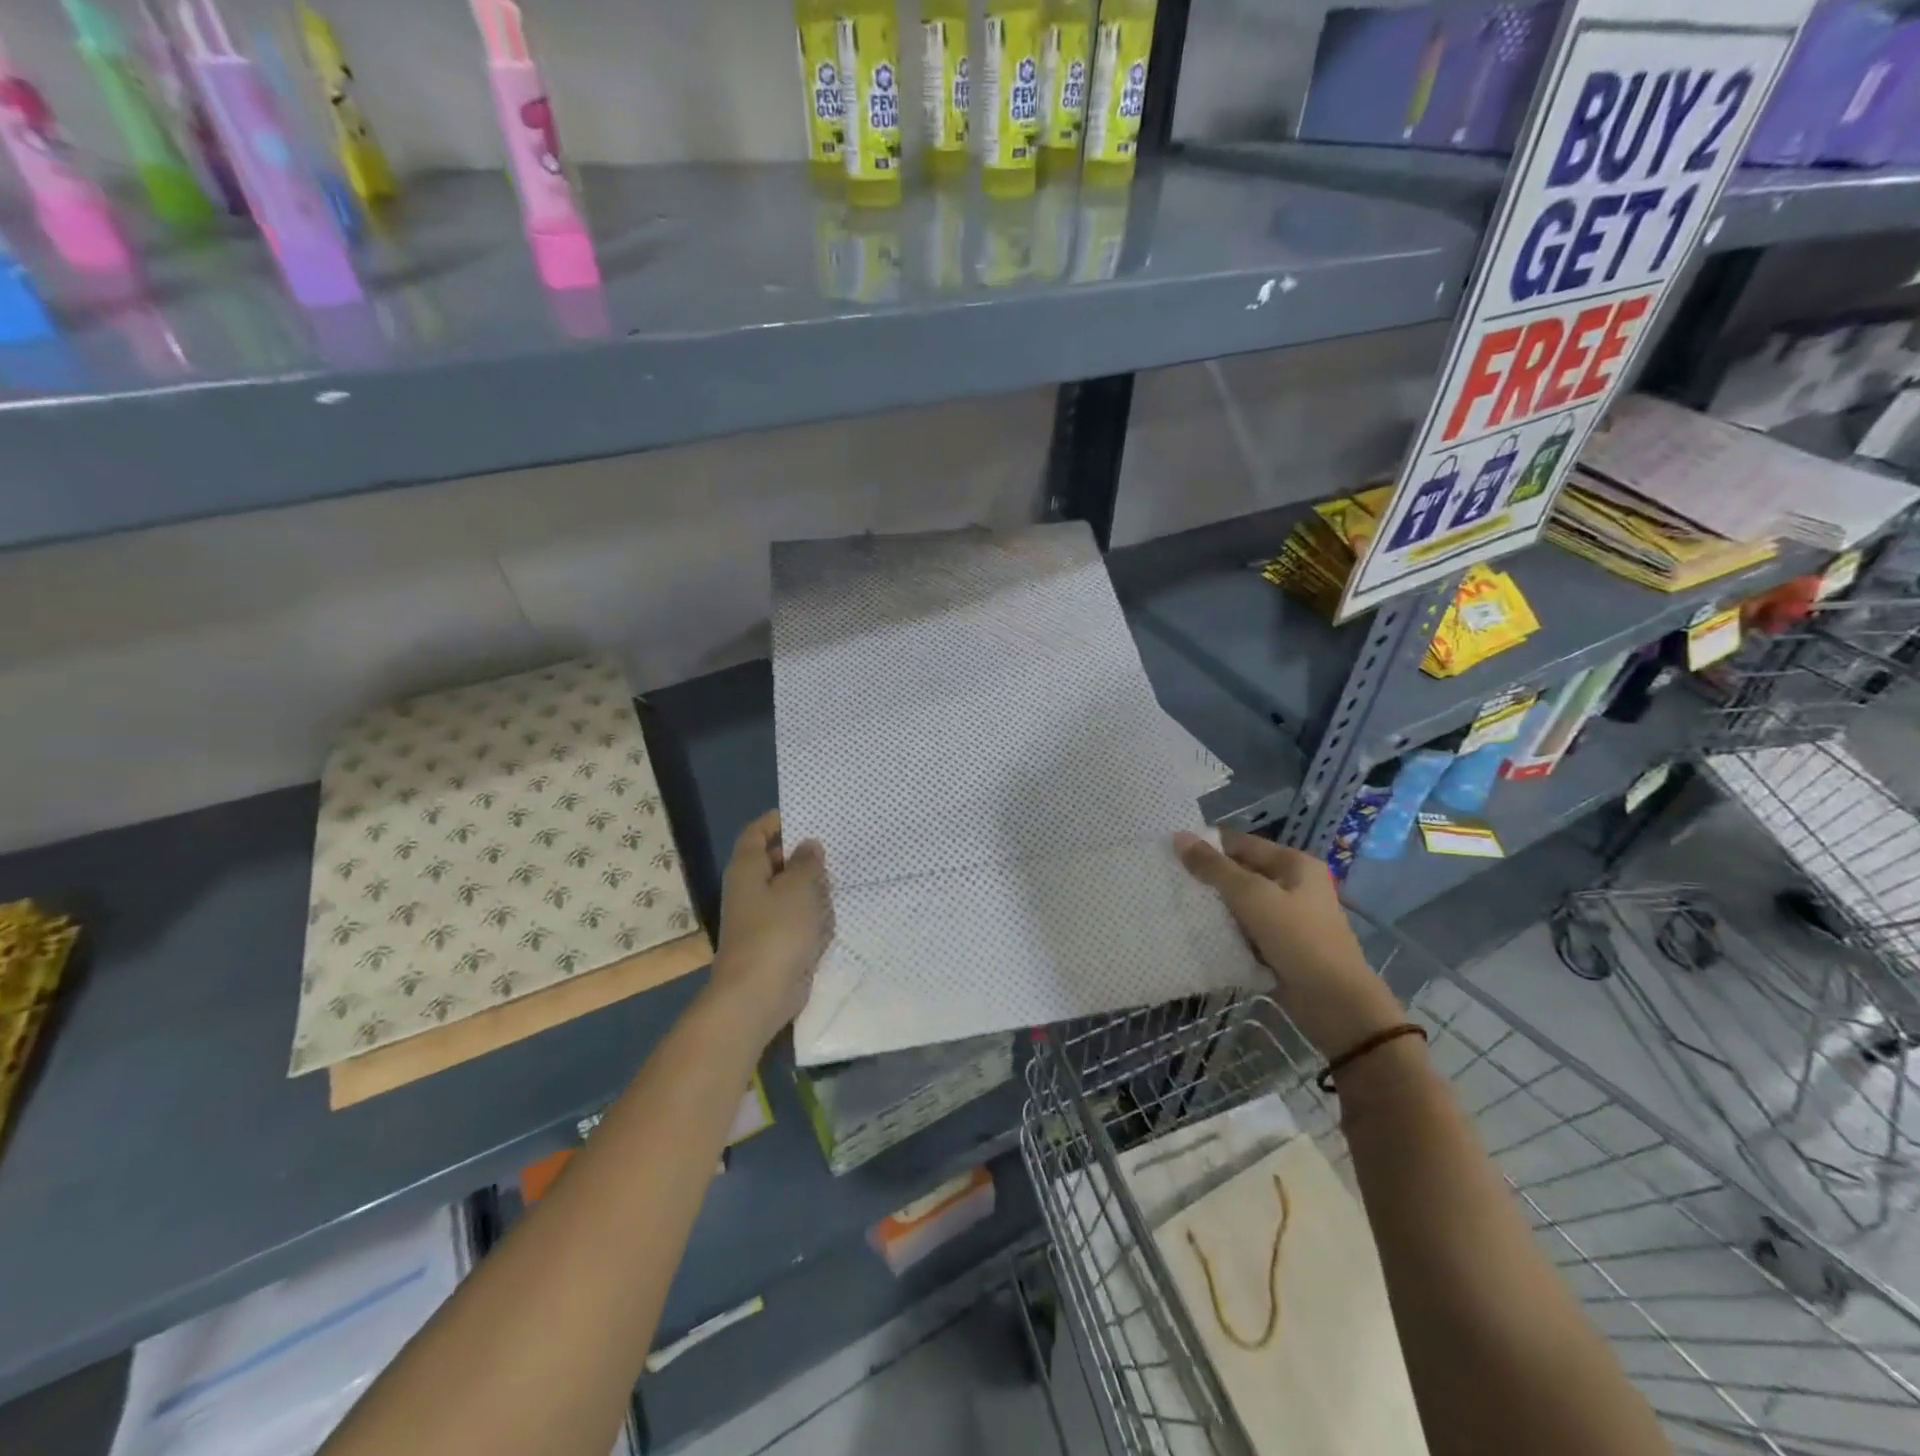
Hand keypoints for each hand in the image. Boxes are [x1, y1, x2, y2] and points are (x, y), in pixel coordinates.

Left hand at [708, 811, 833, 1049]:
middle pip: (774, 860)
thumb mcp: (798, 888)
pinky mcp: (776, 942)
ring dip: (811, 884)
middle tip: (837, 843)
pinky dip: (813, 912)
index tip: (808, 814)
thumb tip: (808, 845)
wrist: (758, 995)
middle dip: (802, 853)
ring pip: (788, 890)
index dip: (777, 820)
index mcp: (747, 869)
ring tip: (844, 871)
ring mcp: (761, 918)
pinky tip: (837, 908)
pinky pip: (796, 917)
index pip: (757, 833)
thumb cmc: (776, 932)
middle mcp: (749, 890)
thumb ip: (806, 862)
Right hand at [1174, 829, 1403, 1058]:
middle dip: (1207, 877)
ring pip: (1240, 902)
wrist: (1335, 1003)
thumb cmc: (1297, 938)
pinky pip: (1245, 928)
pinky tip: (1197, 931)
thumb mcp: (1251, 896)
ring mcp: (1287, 916)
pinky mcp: (1279, 944)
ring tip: (1175, 903)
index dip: (1207, 845)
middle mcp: (1292, 884)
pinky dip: (1225, 929)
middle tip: (1167, 878)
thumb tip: (1179, 837)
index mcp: (1293, 863)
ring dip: (1214, 905)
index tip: (1170, 852)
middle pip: (1240, 872)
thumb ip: (1214, 867)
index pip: (1241, 843)